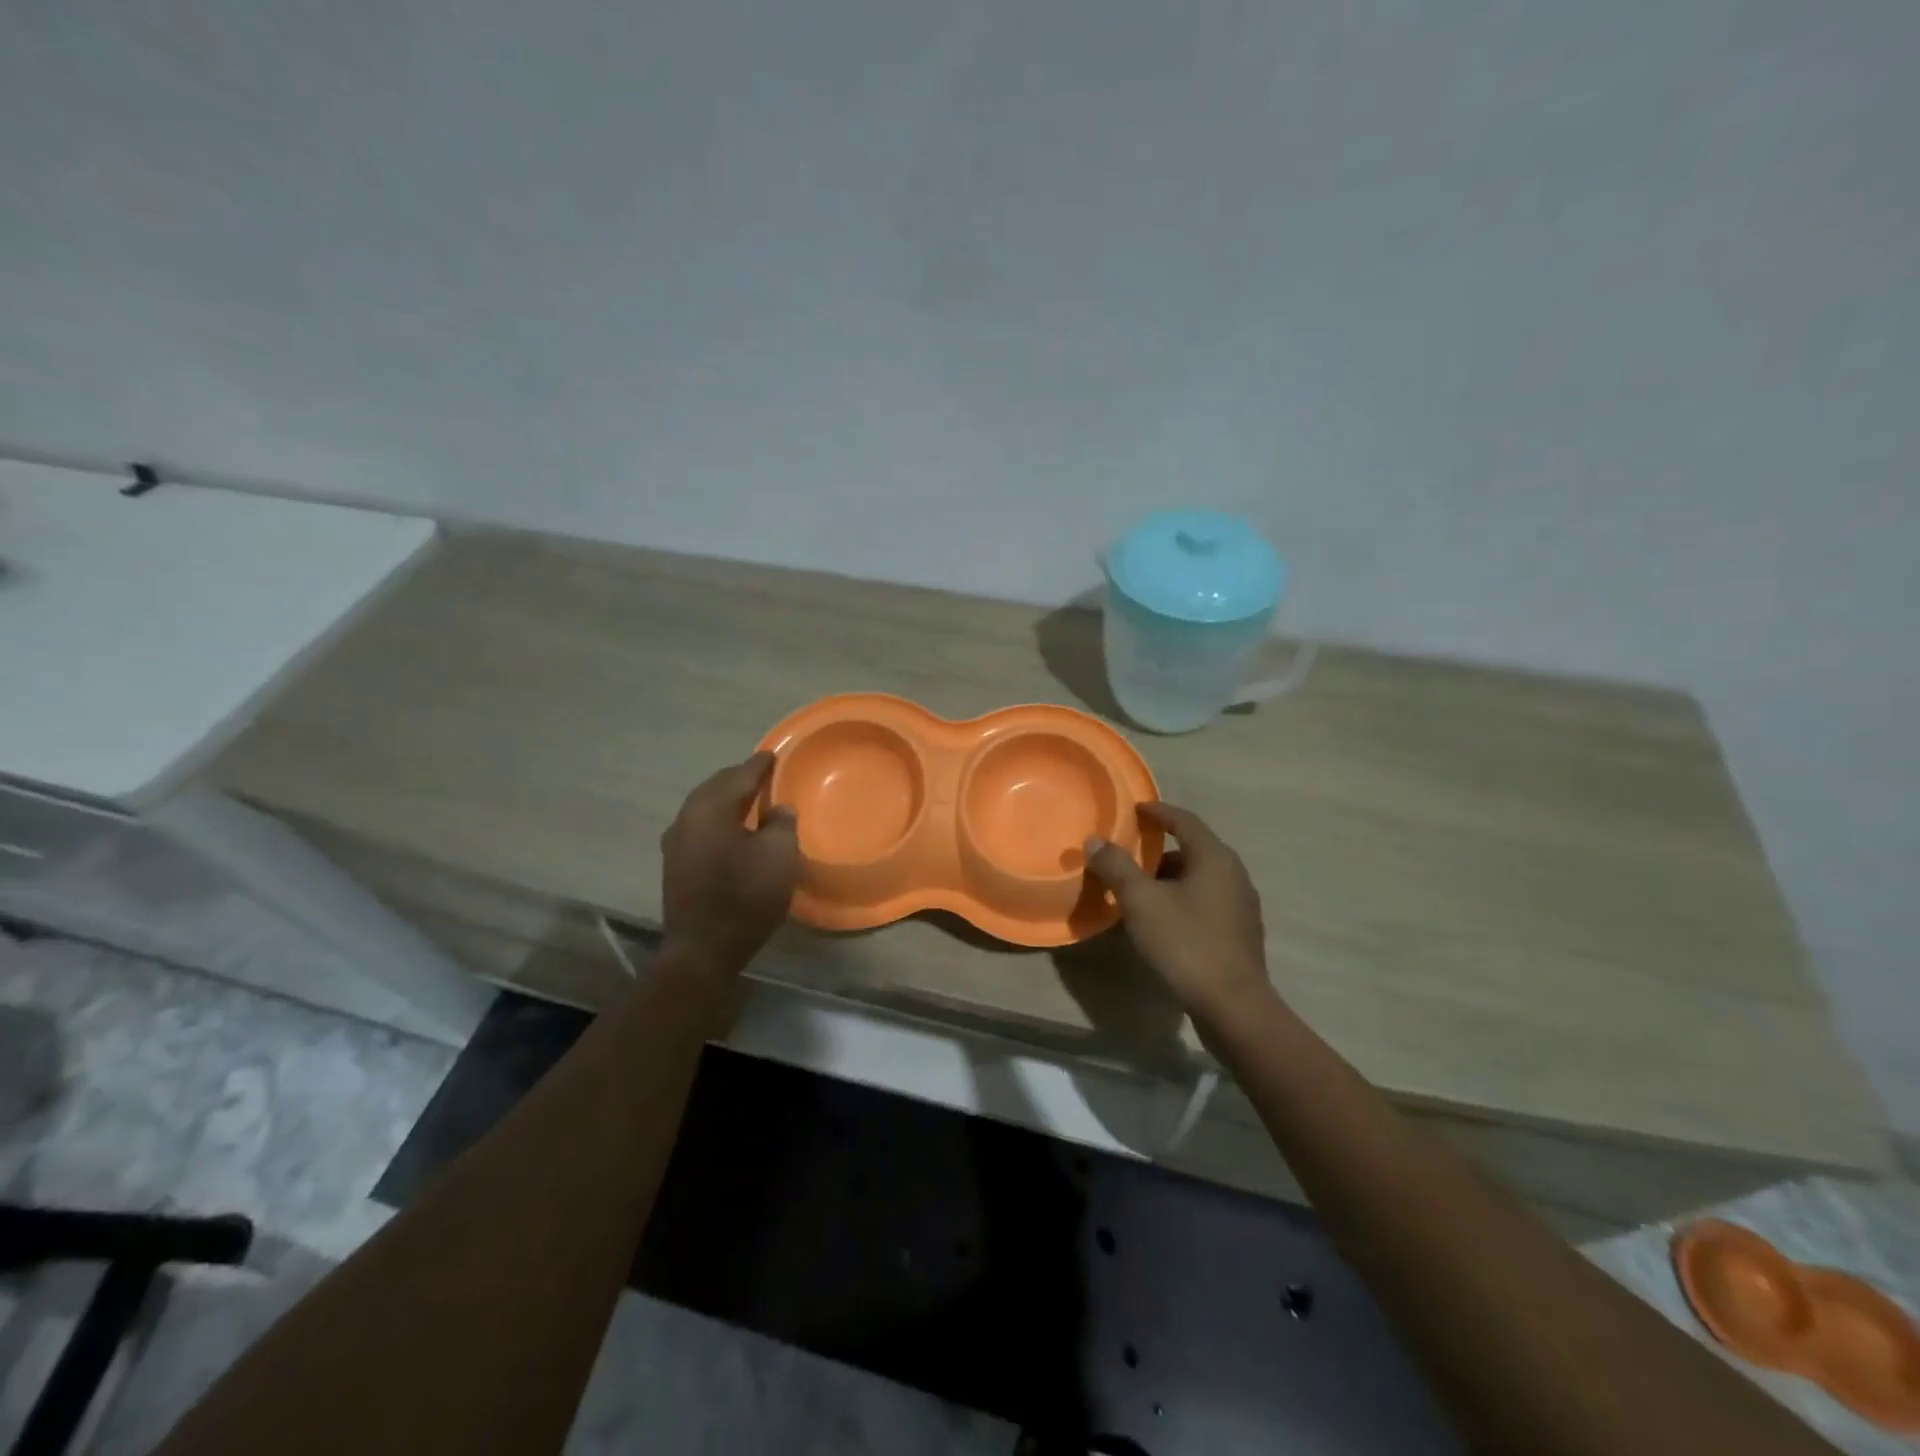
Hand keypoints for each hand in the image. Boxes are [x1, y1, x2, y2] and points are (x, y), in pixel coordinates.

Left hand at [660, 752, 799, 973]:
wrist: (703, 950)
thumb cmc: (745, 897)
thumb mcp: (779, 855)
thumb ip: (782, 823)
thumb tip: (777, 809)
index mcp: (711, 808)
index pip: (739, 775)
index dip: (760, 765)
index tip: (774, 755)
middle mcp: (687, 817)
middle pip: (716, 787)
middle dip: (740, 779)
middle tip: (764, 776)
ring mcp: (676, 842)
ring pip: (705, 807)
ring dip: (727, 801)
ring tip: (751, 802)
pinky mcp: (675, 865)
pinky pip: (700, 827)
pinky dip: (718, 820)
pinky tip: (733, 831)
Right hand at [1084, 803, 1273, 1024]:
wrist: (1233, 1006)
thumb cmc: (1186, 943)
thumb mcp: (1141, 902)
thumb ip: (1116, 867)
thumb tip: (1094, 841)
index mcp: (1214, 857)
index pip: (1184, 820)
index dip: (1157, 812)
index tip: (1134, 809)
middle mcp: (1234, 874)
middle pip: (1193, 848)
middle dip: (1160, 849)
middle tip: (1128, 854)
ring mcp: (1241, 905)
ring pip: (1200, 878)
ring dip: (1170, 877)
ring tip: (1139, 890)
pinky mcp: (1239, 933)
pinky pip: (1206, 902)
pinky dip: (1182, 899)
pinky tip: (1162, 920)